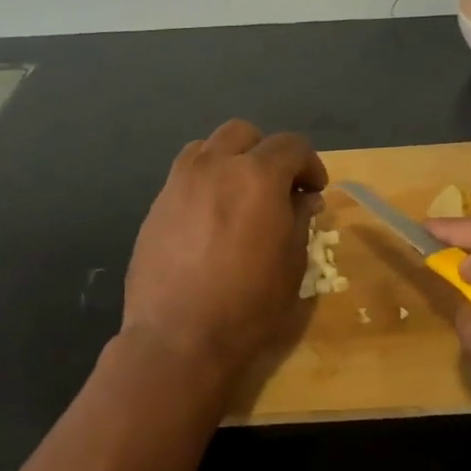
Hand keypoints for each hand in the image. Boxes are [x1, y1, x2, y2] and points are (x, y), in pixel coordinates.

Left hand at [123, 119, 327, 382]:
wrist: (178, 337)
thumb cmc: (248, 304)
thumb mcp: (292, 264)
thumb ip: (299, 219)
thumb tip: (303, 198)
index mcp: (256, 176)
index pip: (291, 145)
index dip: (309, 164)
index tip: (314, 191)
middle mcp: (215, 166)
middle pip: (243, 133)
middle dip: (266, 153)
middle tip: (277, 187)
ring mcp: (179, 183)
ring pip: (207, 147)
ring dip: (230, 160)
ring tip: (238, 195)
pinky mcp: (156, 205)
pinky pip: (184, 175)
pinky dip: (203, 182)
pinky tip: (209, 218)